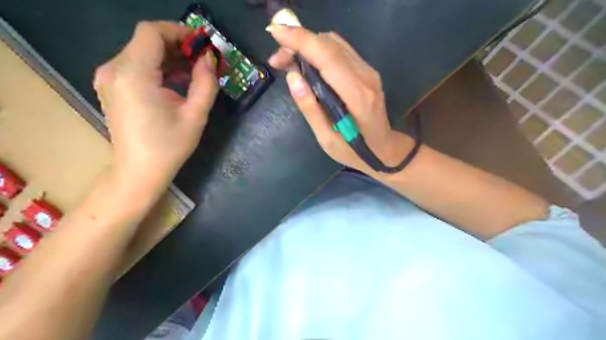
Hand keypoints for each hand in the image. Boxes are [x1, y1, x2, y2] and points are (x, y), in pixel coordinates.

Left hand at [93, 19, 218, 185]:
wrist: (139, 171)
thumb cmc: (169, 146)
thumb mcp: (195, 116)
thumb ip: (206, 83)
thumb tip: (210, 59)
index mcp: (134, 75)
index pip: (152, 32)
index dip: (180, 32)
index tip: (203, 45)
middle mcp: (114, 69)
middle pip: (146, 40)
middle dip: (178, 45)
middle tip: (204, 61)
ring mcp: (109, 77)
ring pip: (142, 51)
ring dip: (170, 57)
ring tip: (195, 72)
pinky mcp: (111, 85)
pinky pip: (136, 64)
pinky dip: (158, 67)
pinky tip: (176, 81)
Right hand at [268, 25, 414, 174]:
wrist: (384, 149)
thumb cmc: (354, 151)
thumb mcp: (327, 139)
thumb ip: (311, 109)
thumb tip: (293, 77)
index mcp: (357, 96)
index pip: (327, 57)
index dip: (301, 41)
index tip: (275, 33)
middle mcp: (365, 76)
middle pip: (330, 44)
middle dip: (299, 42)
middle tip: (277, 59)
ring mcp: (368, 71)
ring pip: (335, 43)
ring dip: (308, 45)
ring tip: (288, 61)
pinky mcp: (366, 71)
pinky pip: (340, 50)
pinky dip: (319, 50)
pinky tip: (307, 63)